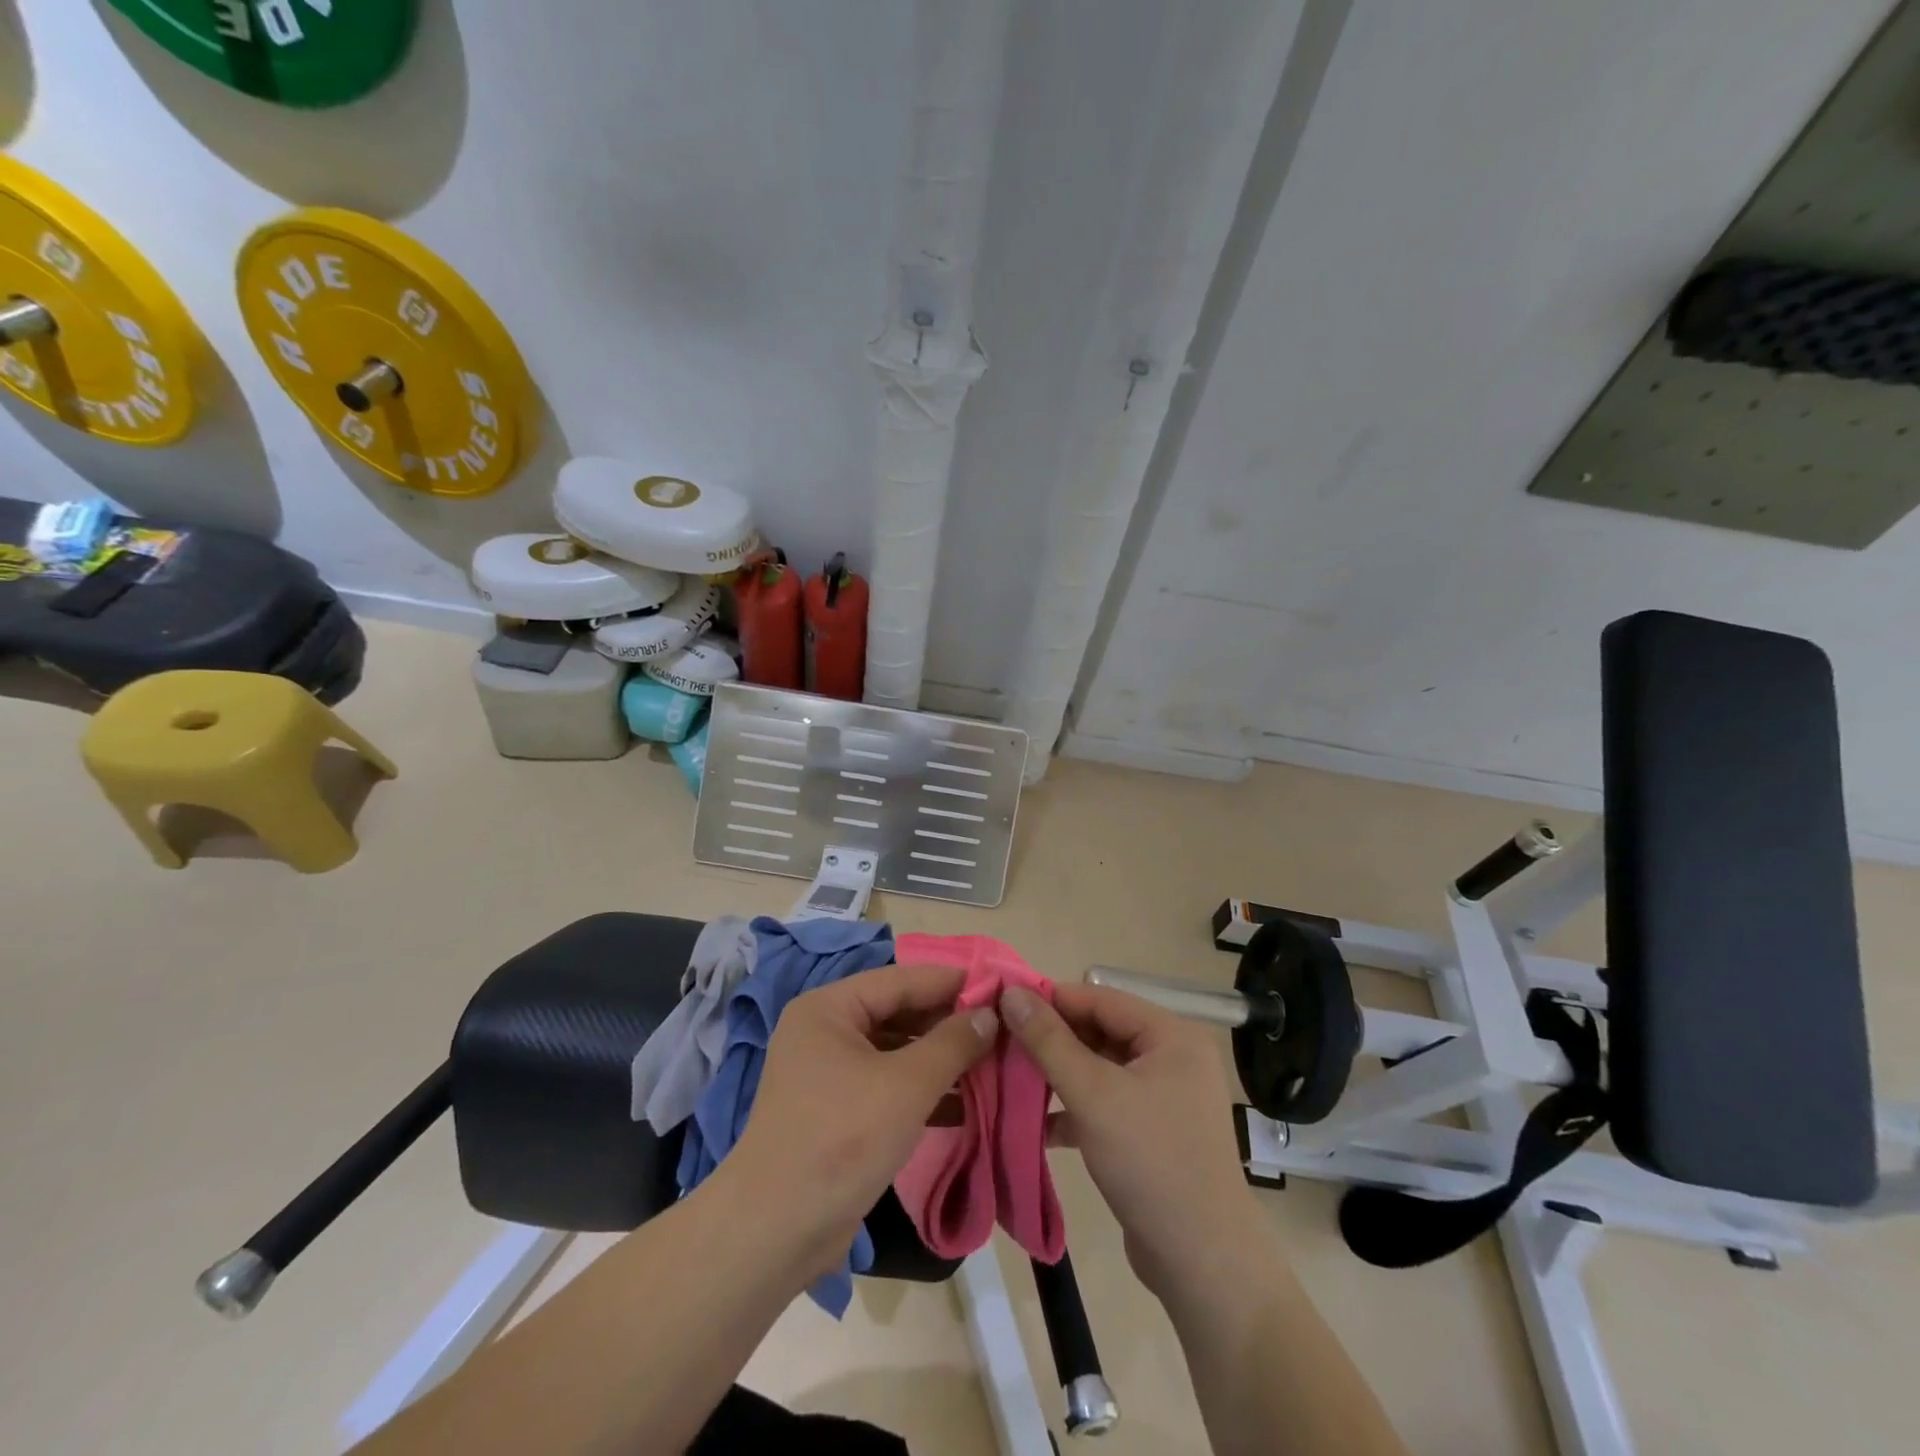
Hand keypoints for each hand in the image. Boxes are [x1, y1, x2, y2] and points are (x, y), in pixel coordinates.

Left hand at [728, 964, 996, 1279]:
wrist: (775, 1232)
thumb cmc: (841, 1139)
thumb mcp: (906, 1086)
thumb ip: (952, 1044)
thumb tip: (989, 1014)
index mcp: (829, 1008)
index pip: (901, 980)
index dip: (952, 982)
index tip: (1000, 986)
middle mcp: (826, 1031)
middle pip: (899, 1013)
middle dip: (949, 1023)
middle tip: (1003, 1027)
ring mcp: (830, 1073)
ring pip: (897, 1052)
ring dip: (942, 1059)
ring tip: (995, 1062)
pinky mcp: (839, 1112)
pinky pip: (889, 1085)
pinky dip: (924, 1091)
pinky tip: (968, 1102)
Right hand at [1002, 981, 1267, 1298]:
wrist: (1203, 1264)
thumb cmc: (1151, 1162)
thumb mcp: (1093, 1094)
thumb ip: (1049, 1041)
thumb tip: (1011, 993)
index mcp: (1171, 1036)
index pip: (1101, 999)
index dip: (1052, 999)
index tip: (1004, 1002)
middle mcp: (1172, 1058)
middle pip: (1101, 1032)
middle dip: (1052, 1039)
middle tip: (1001, 1043)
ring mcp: (1164, 1098)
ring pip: (1100, 1070)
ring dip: (1058, 1075)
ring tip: (1009, 1078)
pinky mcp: (1152, 1134)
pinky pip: (1106, 1104)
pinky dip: (1074, 1109)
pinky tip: (1036, 1124)